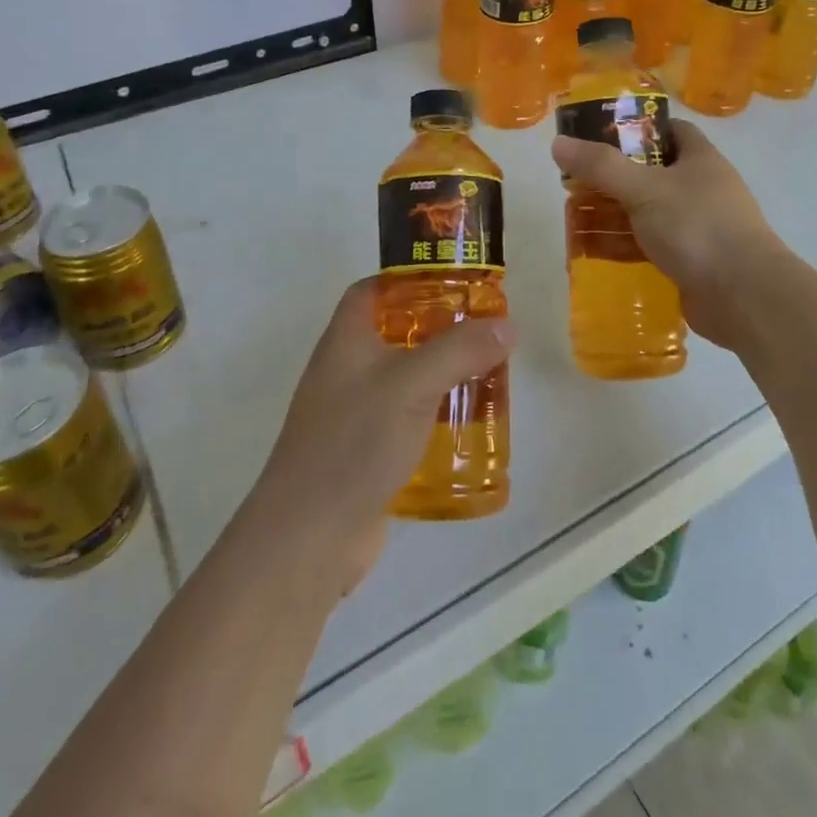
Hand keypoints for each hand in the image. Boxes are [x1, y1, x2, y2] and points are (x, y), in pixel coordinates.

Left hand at [251, 278, 514, 593]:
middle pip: (394, 332)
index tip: (453, 283)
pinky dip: (434, 415)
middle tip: (483, 331)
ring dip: (440, 374)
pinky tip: (467, 425)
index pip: (371, 290)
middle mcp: (345, 369)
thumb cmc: (354, 442)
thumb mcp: (412, 384)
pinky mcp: (365, 451)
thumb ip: (459, 350)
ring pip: (403, 378)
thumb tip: (507, 326)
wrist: (309, 536)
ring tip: (486, 374)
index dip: (407, 279)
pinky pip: (405, 419)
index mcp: (345, 340)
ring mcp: (353, 413)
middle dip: (438, 328)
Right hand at [551, 118, 788, 349]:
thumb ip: (600, 166)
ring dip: (611, 216)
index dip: (635, 129)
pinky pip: (648, 246)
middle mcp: (700, 188)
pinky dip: (621, 247)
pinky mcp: (689, 261)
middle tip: (573, 185)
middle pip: (648, 174)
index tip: (598, 137)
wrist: (743, 296)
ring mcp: (696, 227)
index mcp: (699, 159)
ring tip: (572, 220)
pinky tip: (591, 253)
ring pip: (645, 213)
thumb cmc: (697, 227)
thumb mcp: (644, 189)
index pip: (668, 131)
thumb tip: (558, 143)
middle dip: (610, 179)